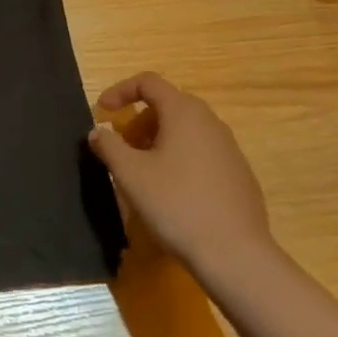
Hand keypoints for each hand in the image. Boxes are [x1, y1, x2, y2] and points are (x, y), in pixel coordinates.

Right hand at [88, 73, 277, 289]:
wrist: (235, 254)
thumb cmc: (176, 204)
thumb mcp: (130, 174)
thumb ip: (108, 145)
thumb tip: (98, 132)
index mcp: (184, 112)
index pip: (148, 82)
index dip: (120, 91)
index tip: (102, 113)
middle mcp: (210, 121)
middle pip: (168, 104)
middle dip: (138, 120)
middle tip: (122, 146)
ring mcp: (229, 148)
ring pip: (186, 129)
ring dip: (158, 139)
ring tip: (143, 170)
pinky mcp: (239, 173)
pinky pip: (201, 151)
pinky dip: (179, 157)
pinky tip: (172, 191)